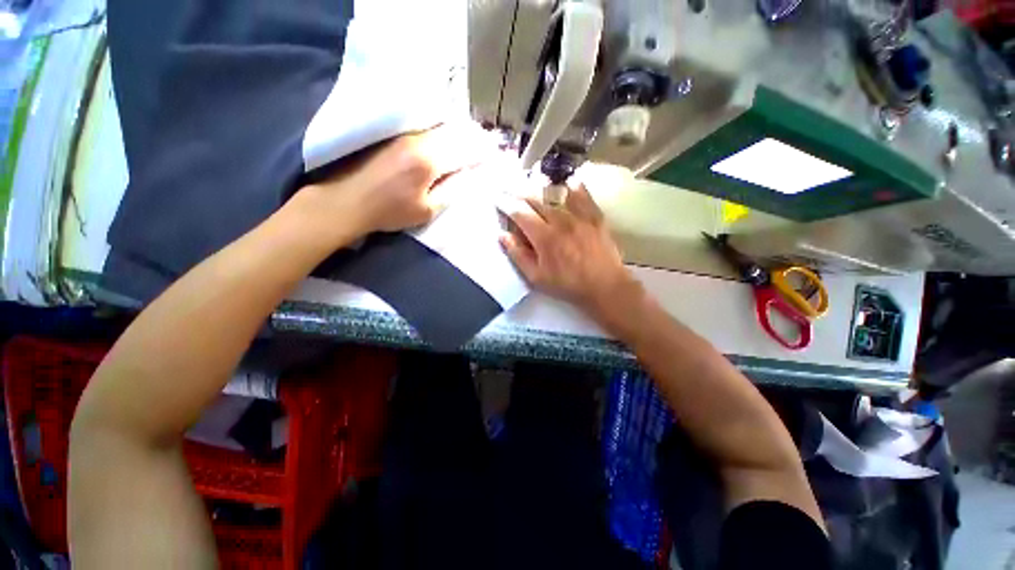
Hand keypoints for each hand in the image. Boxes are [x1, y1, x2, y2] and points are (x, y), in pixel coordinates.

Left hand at [300, 123, 492, 241]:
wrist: (347, 200)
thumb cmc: (389, 211)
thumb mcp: (427, 209)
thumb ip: (453, 190)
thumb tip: (473, 175)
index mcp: (429, 160)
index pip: (465, 150)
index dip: (483, 152)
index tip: (497, 153)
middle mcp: (419, 139)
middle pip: (456, 131)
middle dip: (476, 137)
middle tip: (491, 143)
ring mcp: (406, 133)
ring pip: (442, 126)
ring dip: (461, 131)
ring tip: (475, 138)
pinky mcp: (396, 134)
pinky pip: (428, 126)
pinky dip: (445, 130)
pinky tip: (450, 136)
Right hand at [500, 185, 638, 313]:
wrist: (604, 286)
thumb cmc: (567, 285)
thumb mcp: (537, 277)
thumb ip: (518, 255)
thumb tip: (503, 235)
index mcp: (544, 237)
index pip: (520, 213)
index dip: (506, 204)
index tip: (498, 199)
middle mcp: (560, 221)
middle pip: (536, 200)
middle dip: (519, 194)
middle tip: (510, 191)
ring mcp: (580, 216)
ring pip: (556, 194)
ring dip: (541, 190)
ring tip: (532, 187)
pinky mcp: (595, 216)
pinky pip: (583, 195)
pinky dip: (574, 187)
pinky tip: (568, 183)